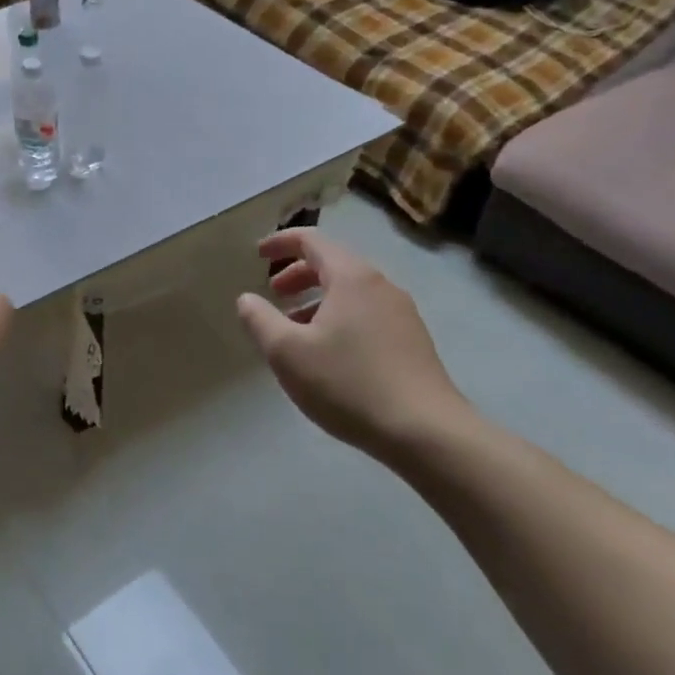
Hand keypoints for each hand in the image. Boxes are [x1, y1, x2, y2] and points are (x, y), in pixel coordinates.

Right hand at [236, 229, 471, 459]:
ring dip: (318, 299)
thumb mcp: (286, 352)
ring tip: (294, 327)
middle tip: (273, 293)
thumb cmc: (348, 383)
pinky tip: (328, 352)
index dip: (281, 242)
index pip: (312, 241)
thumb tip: (247, 299)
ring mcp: (402, 313)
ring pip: (351, 291)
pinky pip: (367, 313)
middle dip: (298, 273)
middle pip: (333, 263)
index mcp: (351, 278)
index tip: (257, 255)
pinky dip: (339, 316)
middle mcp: (380, 286)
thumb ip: (259, 319)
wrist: (426, 433)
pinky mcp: (412, 341)